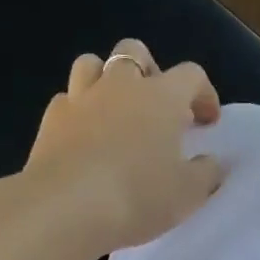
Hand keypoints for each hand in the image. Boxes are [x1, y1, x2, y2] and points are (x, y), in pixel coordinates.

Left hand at [25, 39, 223, 253]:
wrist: (65, 208)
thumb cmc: (137, 196)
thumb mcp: (188, 193)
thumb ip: (205, 173)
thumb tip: (209, 162)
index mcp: (161, 96)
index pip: (191, 75)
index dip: (203, 94)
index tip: (207, 122)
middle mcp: (120, 85)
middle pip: (134, 51)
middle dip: (149, 70)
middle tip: (156, 105)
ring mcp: (80, 98)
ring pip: (91, 64)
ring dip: (106, 79)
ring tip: (115, 110)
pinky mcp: (49, 120)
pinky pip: (66, 100)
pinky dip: (77, 110)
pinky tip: (83, 136)